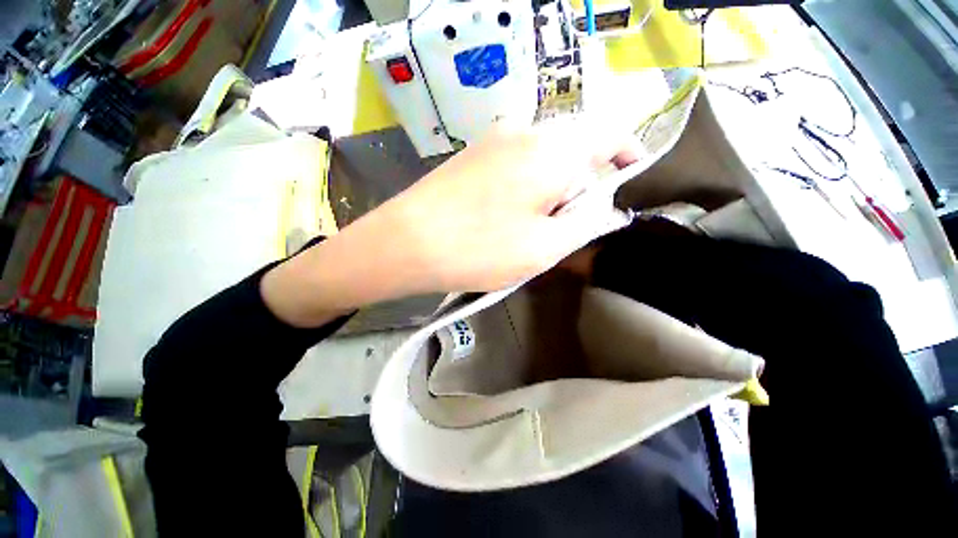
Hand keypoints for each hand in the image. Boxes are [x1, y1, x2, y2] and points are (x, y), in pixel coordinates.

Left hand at [262, 120, 636, 326]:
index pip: (609, 135)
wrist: (406, 243)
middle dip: (582, 185)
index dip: (627, 156)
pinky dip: (527, 188)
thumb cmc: (479, 247)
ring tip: (534, 228)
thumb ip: (585, 223)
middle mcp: (525, 132)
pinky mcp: (474, 157)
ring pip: (543, 160)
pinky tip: (509, 217)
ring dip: (552, 190)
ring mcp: (494, 141)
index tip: (629, 181)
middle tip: (569, 225)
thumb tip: (604, 207)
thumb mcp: (544, 246)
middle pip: (574, 150)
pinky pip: (517, 166)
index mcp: (552, 149)